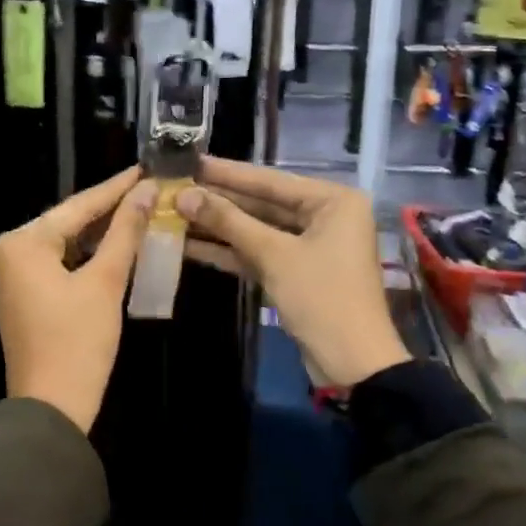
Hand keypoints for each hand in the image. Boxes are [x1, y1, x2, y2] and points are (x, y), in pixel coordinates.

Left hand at [0, 167, 154, 432]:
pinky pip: (54, 264)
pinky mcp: (19, 296)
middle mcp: (7, 252)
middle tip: (147, 191)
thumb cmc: (78, 342)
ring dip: (98, 234)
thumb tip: (147, 191)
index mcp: (22, 242)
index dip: (116, 189)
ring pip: (62, 244)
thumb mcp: (106, 282)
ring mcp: (9, 276)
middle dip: (108, 210)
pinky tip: (113, 247)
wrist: (51, 408)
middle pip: (67, 223)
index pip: (78, 206)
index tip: (147, 169)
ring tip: (138, 213)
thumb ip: (125, 232)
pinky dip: (83, 257)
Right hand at [176, 157, 409, 388]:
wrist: (351, 365)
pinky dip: (228, 251)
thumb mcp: (273, 255)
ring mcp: (309, 246)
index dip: (227, 172)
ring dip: (217, 226)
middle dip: (218, 200)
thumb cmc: (321, 298)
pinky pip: (258, 253)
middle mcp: (324, 216)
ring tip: (173, 213)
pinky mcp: (295, 273)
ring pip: (256, 229)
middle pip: (262, 203)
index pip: (270, 180)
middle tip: (174, 187)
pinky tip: (189, 244)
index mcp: (333, 201)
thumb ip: (228, 221)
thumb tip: (183, 195)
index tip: (190, 161)